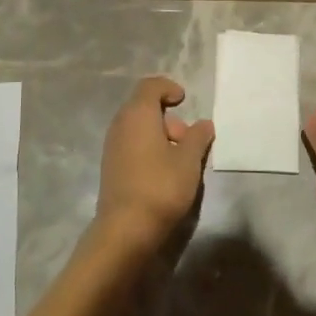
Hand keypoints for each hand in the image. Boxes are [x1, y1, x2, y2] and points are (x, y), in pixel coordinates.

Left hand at [95, 76, 213, 251]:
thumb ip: (198, 137)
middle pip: (144, 107)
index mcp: (137, 114)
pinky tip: (164, 172)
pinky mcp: (111, 165)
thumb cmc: (161, 186)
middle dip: (169, 118)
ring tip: (181, 160)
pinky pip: (132, 144)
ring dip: (160, 135)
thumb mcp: (189, 161)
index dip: (168, 88)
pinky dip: (149, 148)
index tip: (184, 100)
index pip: (150, 86)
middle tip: (188, 140)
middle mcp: (120, 124)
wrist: (126, 228)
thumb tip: (204, 124)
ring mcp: (112, 145)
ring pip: (138, 128)